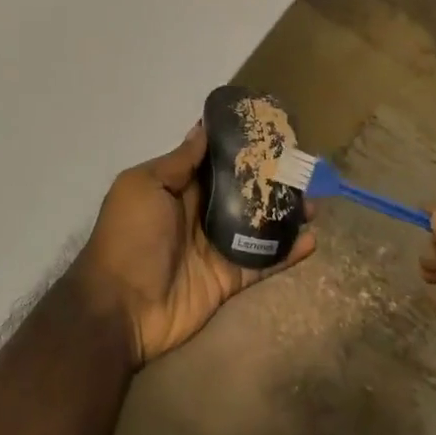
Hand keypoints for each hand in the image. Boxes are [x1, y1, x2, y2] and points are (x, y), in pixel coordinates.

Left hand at [77, 123, 315, 366]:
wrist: (121, 306)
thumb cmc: (129, 236)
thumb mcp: (144, 186)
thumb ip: (178, 162)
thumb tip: (203, 128)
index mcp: (178, 187)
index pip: (214, 161)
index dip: (239, 147)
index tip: (269, 130)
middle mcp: (200, 213)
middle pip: (241, 191)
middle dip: (270, 179)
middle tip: (302, 166)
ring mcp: (216, 247)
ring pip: (257, 225)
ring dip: (284, 214)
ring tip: (314, 201)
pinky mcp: (229, 278)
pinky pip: (262, 262)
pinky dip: (286, 253)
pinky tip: (312, 239)